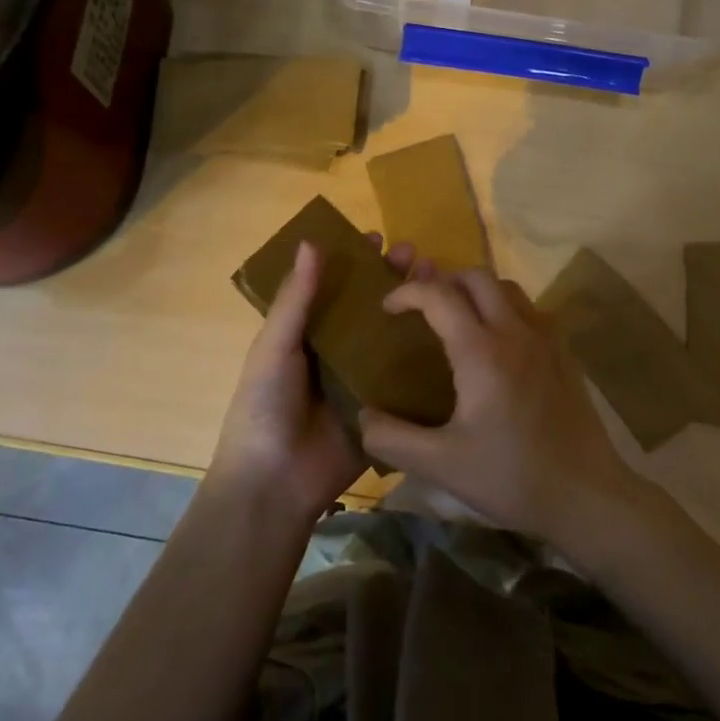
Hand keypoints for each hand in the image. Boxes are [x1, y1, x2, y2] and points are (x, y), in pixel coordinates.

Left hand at [209, 236, 429, 528]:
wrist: (275, 483)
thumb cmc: (265, 407)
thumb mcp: (274, 347)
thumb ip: (296, 299)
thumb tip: (311, 242)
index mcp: (309, 335)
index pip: (336, 288)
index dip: (355, 262)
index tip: (378, 237)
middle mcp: (341, 352)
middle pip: (372, 308)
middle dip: (393, 280)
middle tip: (418, 258)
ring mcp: (366, 381)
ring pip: (395, 337)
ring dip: (416, 310)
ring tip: (440, 283)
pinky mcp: (387, 409)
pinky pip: (410, 378)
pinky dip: (429, 355)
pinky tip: (454, 332)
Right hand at [357, 268, 649, 547]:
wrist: (586, 494)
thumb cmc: (511, 477)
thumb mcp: (441, 465)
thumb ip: (392, 438)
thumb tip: (362, 415)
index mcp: (482, 352)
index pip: (439, 296)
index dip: (407, 292)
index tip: (387, 308)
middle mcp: (516, 331)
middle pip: (477, 278)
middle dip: (443, 282)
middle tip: (422, 309)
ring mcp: (546, 339)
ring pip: (508, 288)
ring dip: (477, 292)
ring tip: (457, 320)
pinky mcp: (564, 353)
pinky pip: (530, 310)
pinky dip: (505, 309)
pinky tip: (498, 344)